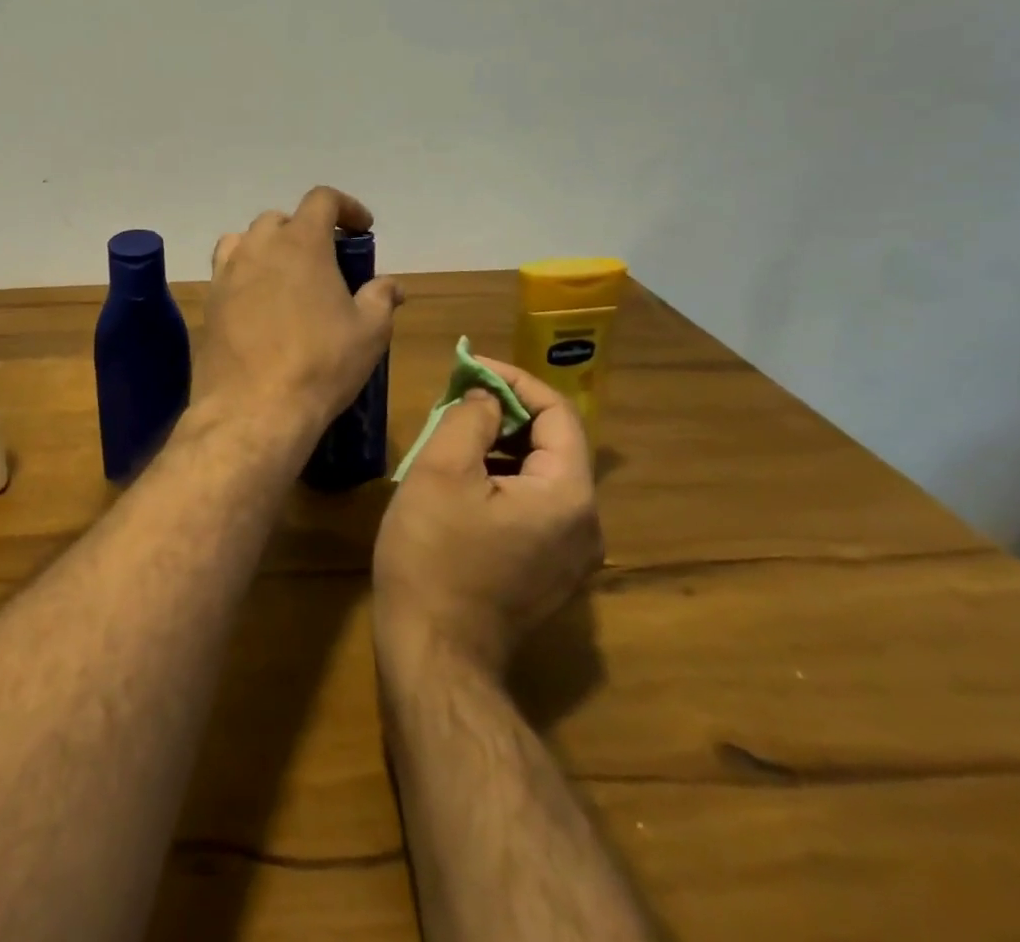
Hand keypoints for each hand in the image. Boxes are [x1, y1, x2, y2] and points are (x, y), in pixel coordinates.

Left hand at [199, 186, 404, 436]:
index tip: (362, 228)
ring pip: (245, 240)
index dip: (346, 206)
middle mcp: (258, 247)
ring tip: (286, 276)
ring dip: (268, 248)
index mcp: (301, 242)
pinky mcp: (209, 301)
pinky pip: (226, 272)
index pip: (321, 199)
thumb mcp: (369, 333)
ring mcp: (227, 273)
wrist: (254, 408)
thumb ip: (381, 298)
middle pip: (280, 219)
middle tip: (325, 260)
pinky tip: (258, 304)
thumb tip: (391, 285)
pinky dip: (244, 275)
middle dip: (305, 230)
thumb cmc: (321, 364)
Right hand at [373, 359, 602, 674]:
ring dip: (500, 445)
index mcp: (568, 495)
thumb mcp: (441, 471)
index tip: (470, 367)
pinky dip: (503, 478)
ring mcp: (571, 554)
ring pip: (541, 475)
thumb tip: (487, 399)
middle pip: (552, 444)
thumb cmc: (433, 555)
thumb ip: (470, 418)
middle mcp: (585, 524)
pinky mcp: (550, 572)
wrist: (435, 652)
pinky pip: (534, 505)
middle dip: (504, 412)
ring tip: (451, 434)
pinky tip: (461, 481)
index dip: (514, 381)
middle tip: (455, 399)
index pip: (557, 413)